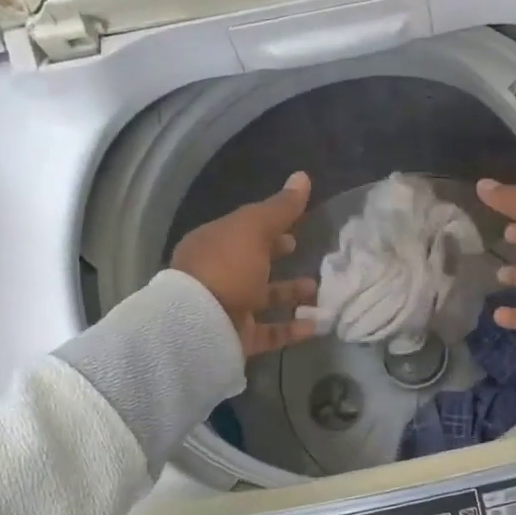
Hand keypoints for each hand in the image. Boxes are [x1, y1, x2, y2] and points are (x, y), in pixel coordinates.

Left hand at [170, 172, 318, 356]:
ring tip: (317, 292)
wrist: (198, 327)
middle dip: (280, 260)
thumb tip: (303, 176)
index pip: (243, 232)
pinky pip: (269, 332)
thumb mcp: (253, 229)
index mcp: (213, 245)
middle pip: (252, 265)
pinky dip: (292, 328)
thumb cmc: (225, 268)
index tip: (296, 231)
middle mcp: (217, 276)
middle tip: (308, 257)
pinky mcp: (236, 338)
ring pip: (262, 299)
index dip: (270, 228)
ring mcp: (226, 309)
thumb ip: (280, 208)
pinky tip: (315, 324)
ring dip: (290, 295)